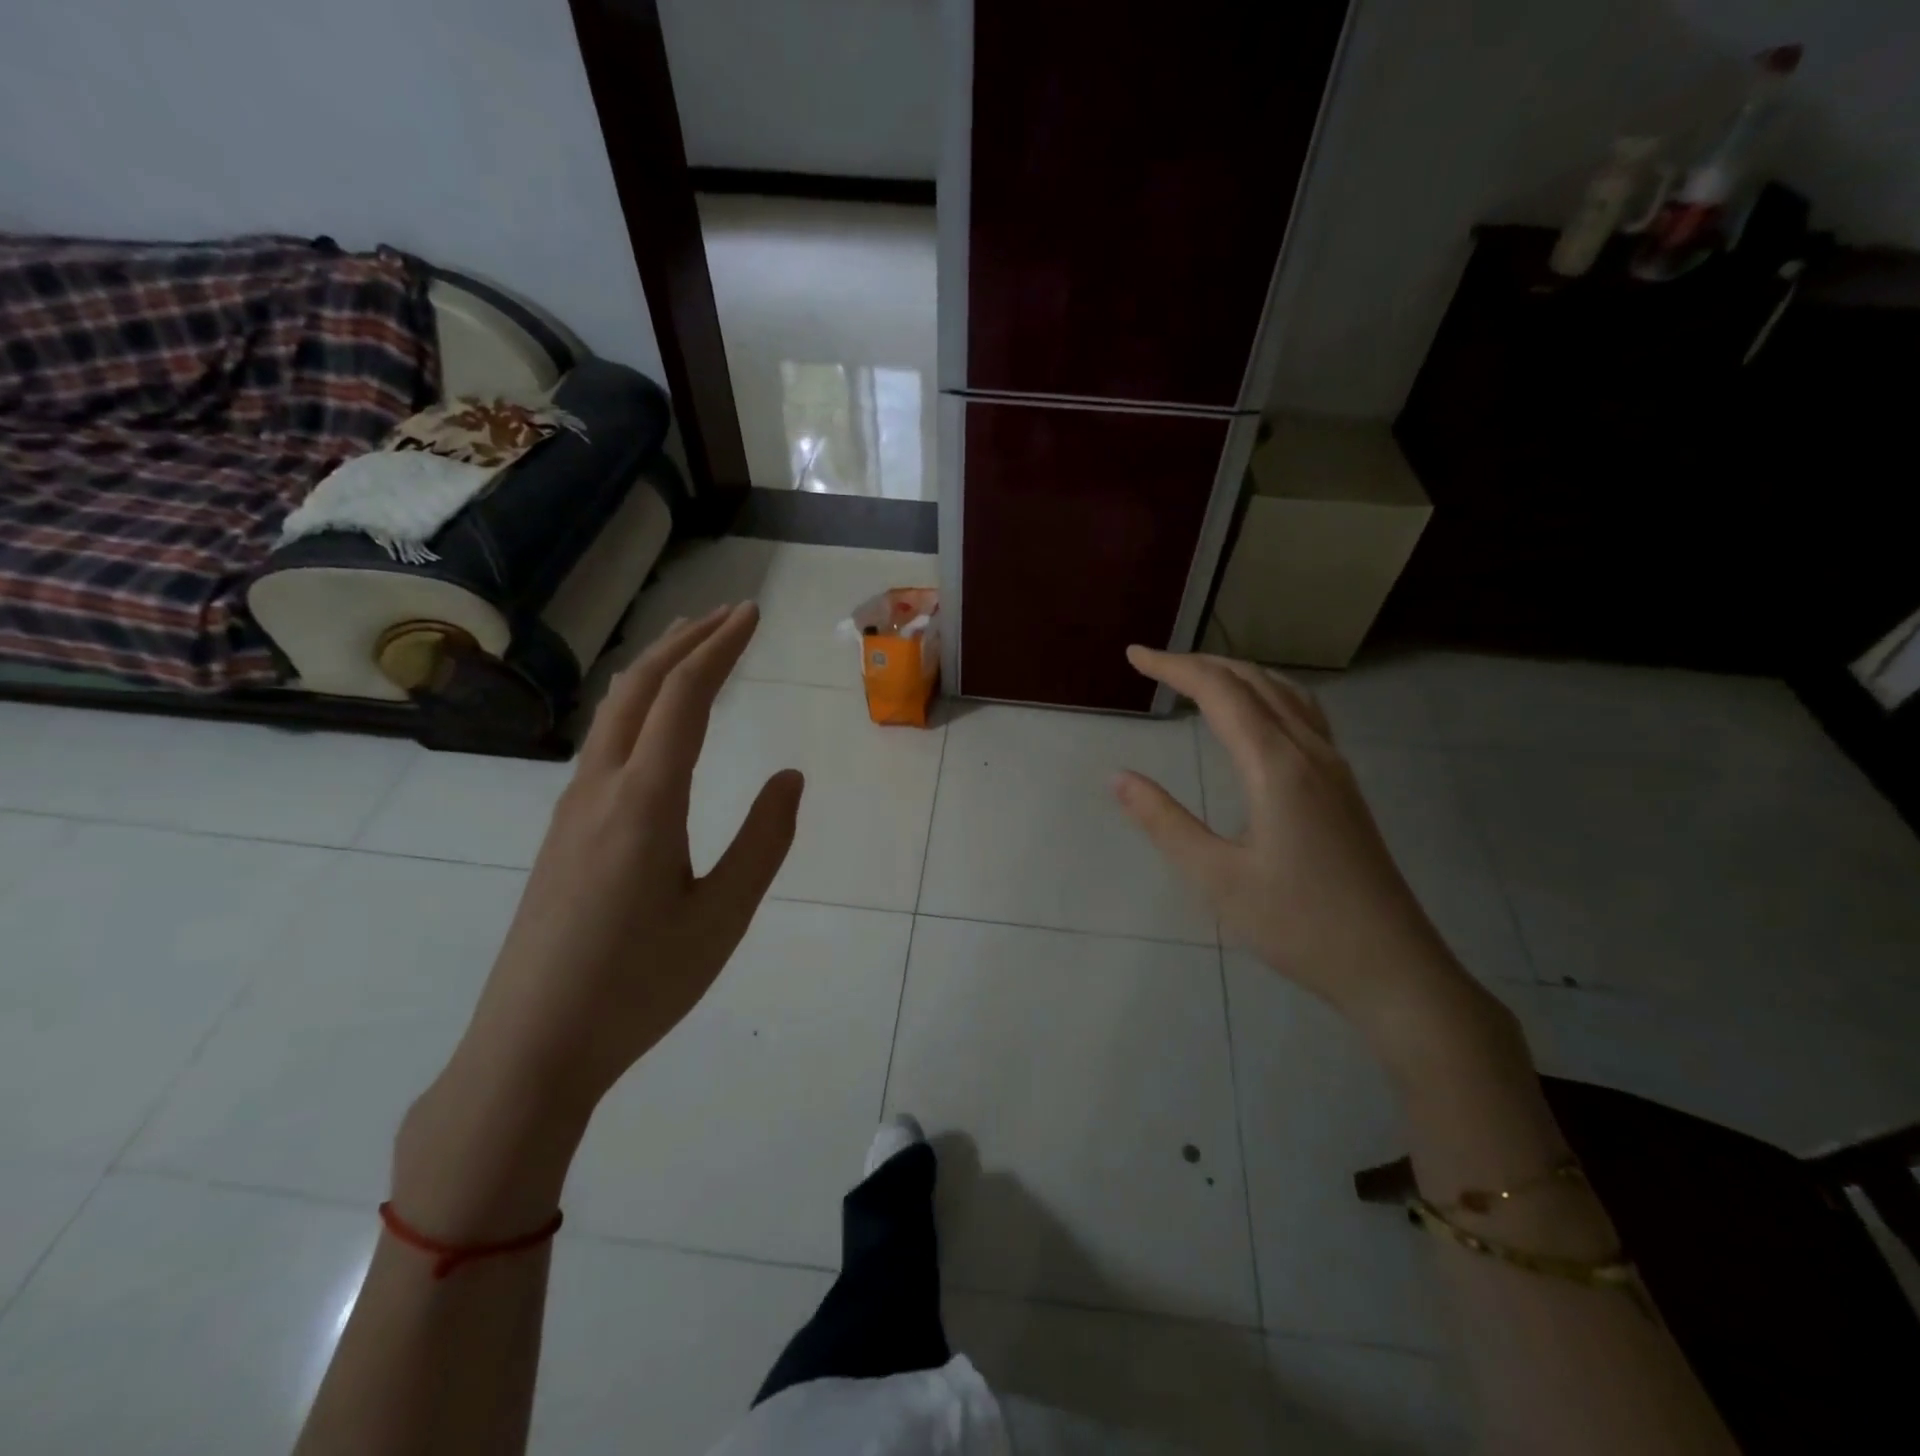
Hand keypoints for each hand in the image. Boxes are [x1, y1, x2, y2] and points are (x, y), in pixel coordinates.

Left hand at [460, 603, 803, 1109]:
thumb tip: (789, 777)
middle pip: (640, 687)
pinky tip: (650, 720)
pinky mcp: (563, 833)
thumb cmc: (639, 985)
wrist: (531, 1048)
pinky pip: (602, 743)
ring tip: (690, 646)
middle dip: (686, 640)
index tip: (752, 614)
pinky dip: (636, 705)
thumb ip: (763, 841)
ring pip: (614, 711)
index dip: (720, 647)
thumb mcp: (723, 917)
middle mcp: (600, 788)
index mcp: (645, 802)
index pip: (685, 697)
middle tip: (729, 614)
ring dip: (656, 668)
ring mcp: (572, 809)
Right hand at [1114, 647, 1484, 1046]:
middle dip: (1201, 664)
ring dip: (1238, 674)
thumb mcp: (1216, 878)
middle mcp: (1310, 752)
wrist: (1391, 967)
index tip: (1134, 655)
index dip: (1174, 667)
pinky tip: (1259, 715)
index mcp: (1276, 766)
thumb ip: (1164, 822)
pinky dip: (1269, 693)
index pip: (1220, 693)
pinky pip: (1304, 715)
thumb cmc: (1297, 925)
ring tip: (1200, 676)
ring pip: (1285, 693)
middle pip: (1254, 682)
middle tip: (1155, 663)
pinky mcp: (1344, 787)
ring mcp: (1335, 767)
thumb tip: (1118, 777)